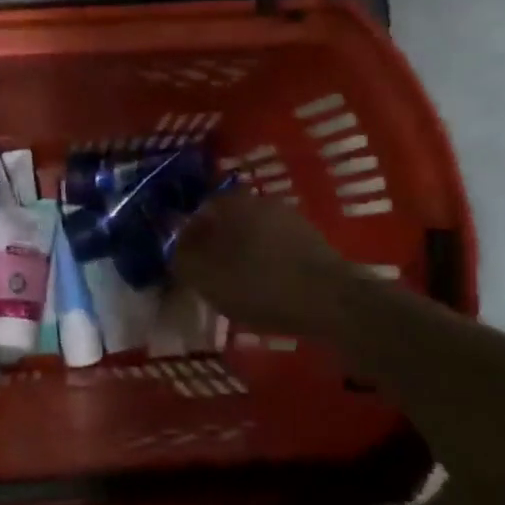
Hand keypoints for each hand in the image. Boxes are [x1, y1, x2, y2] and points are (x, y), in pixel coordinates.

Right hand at [173, 192, 349, 330]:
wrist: (333, 302)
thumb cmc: (259, 285)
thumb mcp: (205, 276)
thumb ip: (181, 256)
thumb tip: (171, 241)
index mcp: (232, 202)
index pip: (198, 209)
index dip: (186, 235)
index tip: (183, 261)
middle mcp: (261, 202)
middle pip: (227, 221)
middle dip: (214, 244)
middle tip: (207, 275)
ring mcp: (291, 220)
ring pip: (252, 235)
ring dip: (241, 255)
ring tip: (235, 286)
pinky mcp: (313, 242)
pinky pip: (276, 250)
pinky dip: (265, 265)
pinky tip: (264, 290)